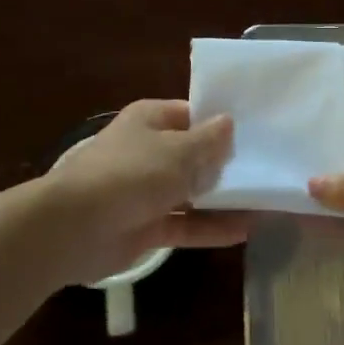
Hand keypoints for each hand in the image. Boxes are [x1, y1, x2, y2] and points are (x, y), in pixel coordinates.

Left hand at [36, 100, 247, 285]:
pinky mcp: (146, 227)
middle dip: (227, 163)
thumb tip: (229, 123)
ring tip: (266, 202)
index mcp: (151, 120)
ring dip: (224, 199)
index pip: (193, 114)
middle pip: (195, 154)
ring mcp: (147, 191)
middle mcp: (150, 151)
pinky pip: (186, 224)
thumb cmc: (130, 174)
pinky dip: (211, 228)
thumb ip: (208, 142)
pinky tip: (245, 230)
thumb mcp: (178, 151)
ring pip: (193, 192)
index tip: (257, 130)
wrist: (73, 228)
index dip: (222, 122)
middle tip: (270, 167)